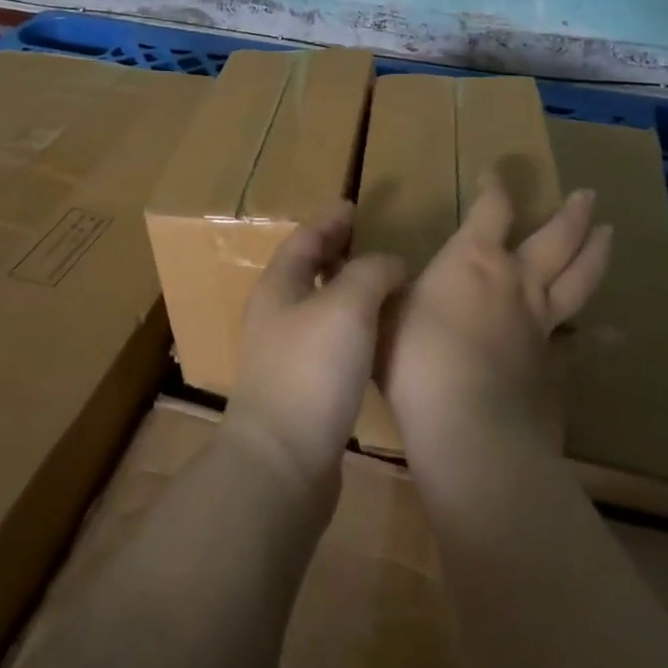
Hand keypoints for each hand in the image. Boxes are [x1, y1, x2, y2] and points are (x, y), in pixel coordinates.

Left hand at [223, 202, 405, 500]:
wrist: (283, 462)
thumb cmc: (312, 370)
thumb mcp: (346, 306)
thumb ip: (371, 273)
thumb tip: (391, 263)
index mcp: (278, 285)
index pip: (305, 238)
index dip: (330, 219)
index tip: (355, 205)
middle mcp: (276, 314)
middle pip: (307, 269)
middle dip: (337, 251)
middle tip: (371, 239)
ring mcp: (285, 353)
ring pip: (319, 305)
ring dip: (346, 288)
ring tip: (382, 283)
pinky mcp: (301, 388)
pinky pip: (329, 340)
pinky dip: (352, 325)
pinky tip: (375, 336)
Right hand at [382, 172, 613, 454]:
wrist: (467, 425)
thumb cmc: (415, 358)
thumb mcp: (381, 312)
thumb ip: (384, 289)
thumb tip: (379, 273)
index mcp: (472, 259)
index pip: (490, 209)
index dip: (495, 187)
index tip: (496, 172)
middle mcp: (515, 280)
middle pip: (554, 238)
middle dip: (570, 214)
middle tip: (588, 194)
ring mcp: (542, 322)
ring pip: (579, 280)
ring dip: (595, 253)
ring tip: (609, 233)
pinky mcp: (556, 364)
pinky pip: (582, 346)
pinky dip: (600, 339)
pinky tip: (617, 335)